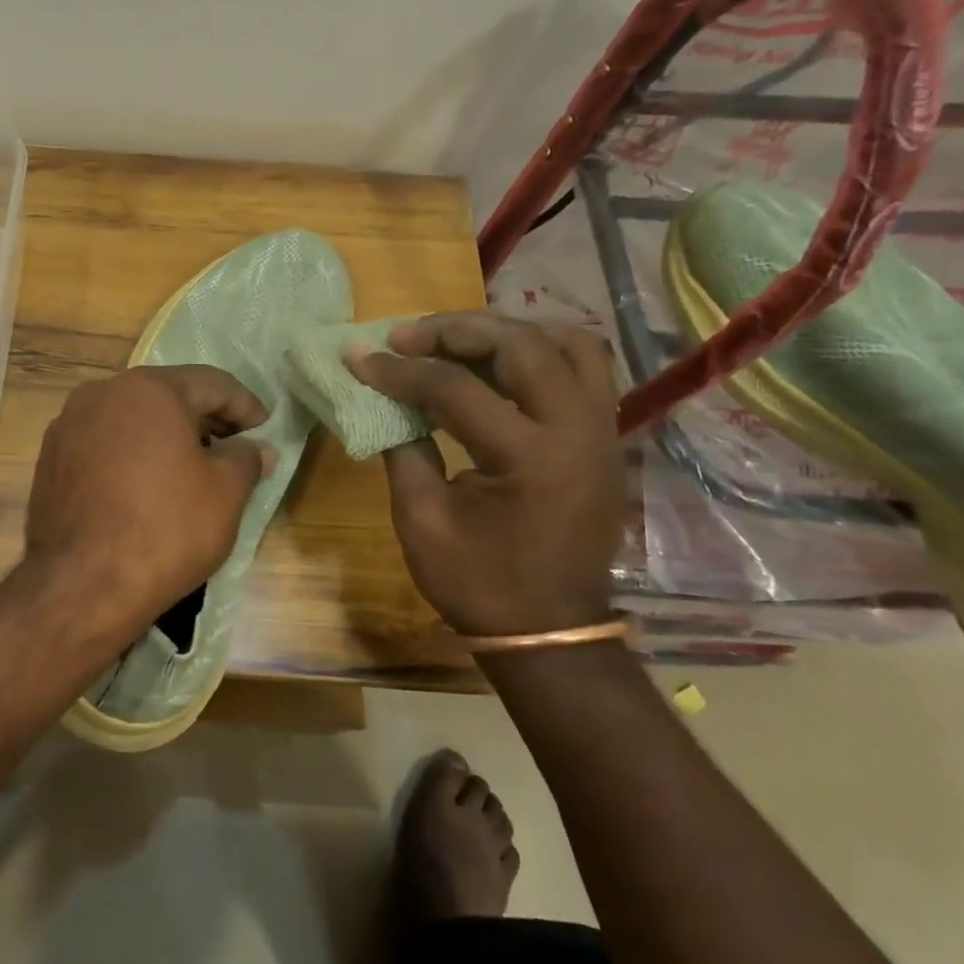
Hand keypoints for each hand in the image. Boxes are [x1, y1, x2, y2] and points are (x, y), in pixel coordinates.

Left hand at [25, 365, 270, 636]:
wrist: (82, 585)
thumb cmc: (166, 528)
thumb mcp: (225, 493)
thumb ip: (246, 459)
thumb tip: (257, 449)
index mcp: (148, 388)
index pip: (211, 384)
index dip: (245, 406)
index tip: (265, 430)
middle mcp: (102, 393)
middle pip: (167, 397)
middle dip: (205, 420)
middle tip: (235, 448)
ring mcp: (68, 425)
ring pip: (132, 420)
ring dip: (166, 437)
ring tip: (192, 469)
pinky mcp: (50, 459)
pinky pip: (104, 445)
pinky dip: (132, 455)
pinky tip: (148, 486)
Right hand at [349, 313, 625, 638]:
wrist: (549, 632)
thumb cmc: (478, 583)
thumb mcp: (421, 519)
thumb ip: (403, 449)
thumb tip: (383, 400)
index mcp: (530, 458)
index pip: (455, 388)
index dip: (399, 370)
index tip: (358, 359)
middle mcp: (578, 430)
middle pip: (519, 345)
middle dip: (454, 331)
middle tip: (406, 337)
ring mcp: (602, 430)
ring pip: (567, 343)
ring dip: (507, 331)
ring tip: (456, 339)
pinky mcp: (605, 437)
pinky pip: (583, 369)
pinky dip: (539, 351)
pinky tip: (497, 363)